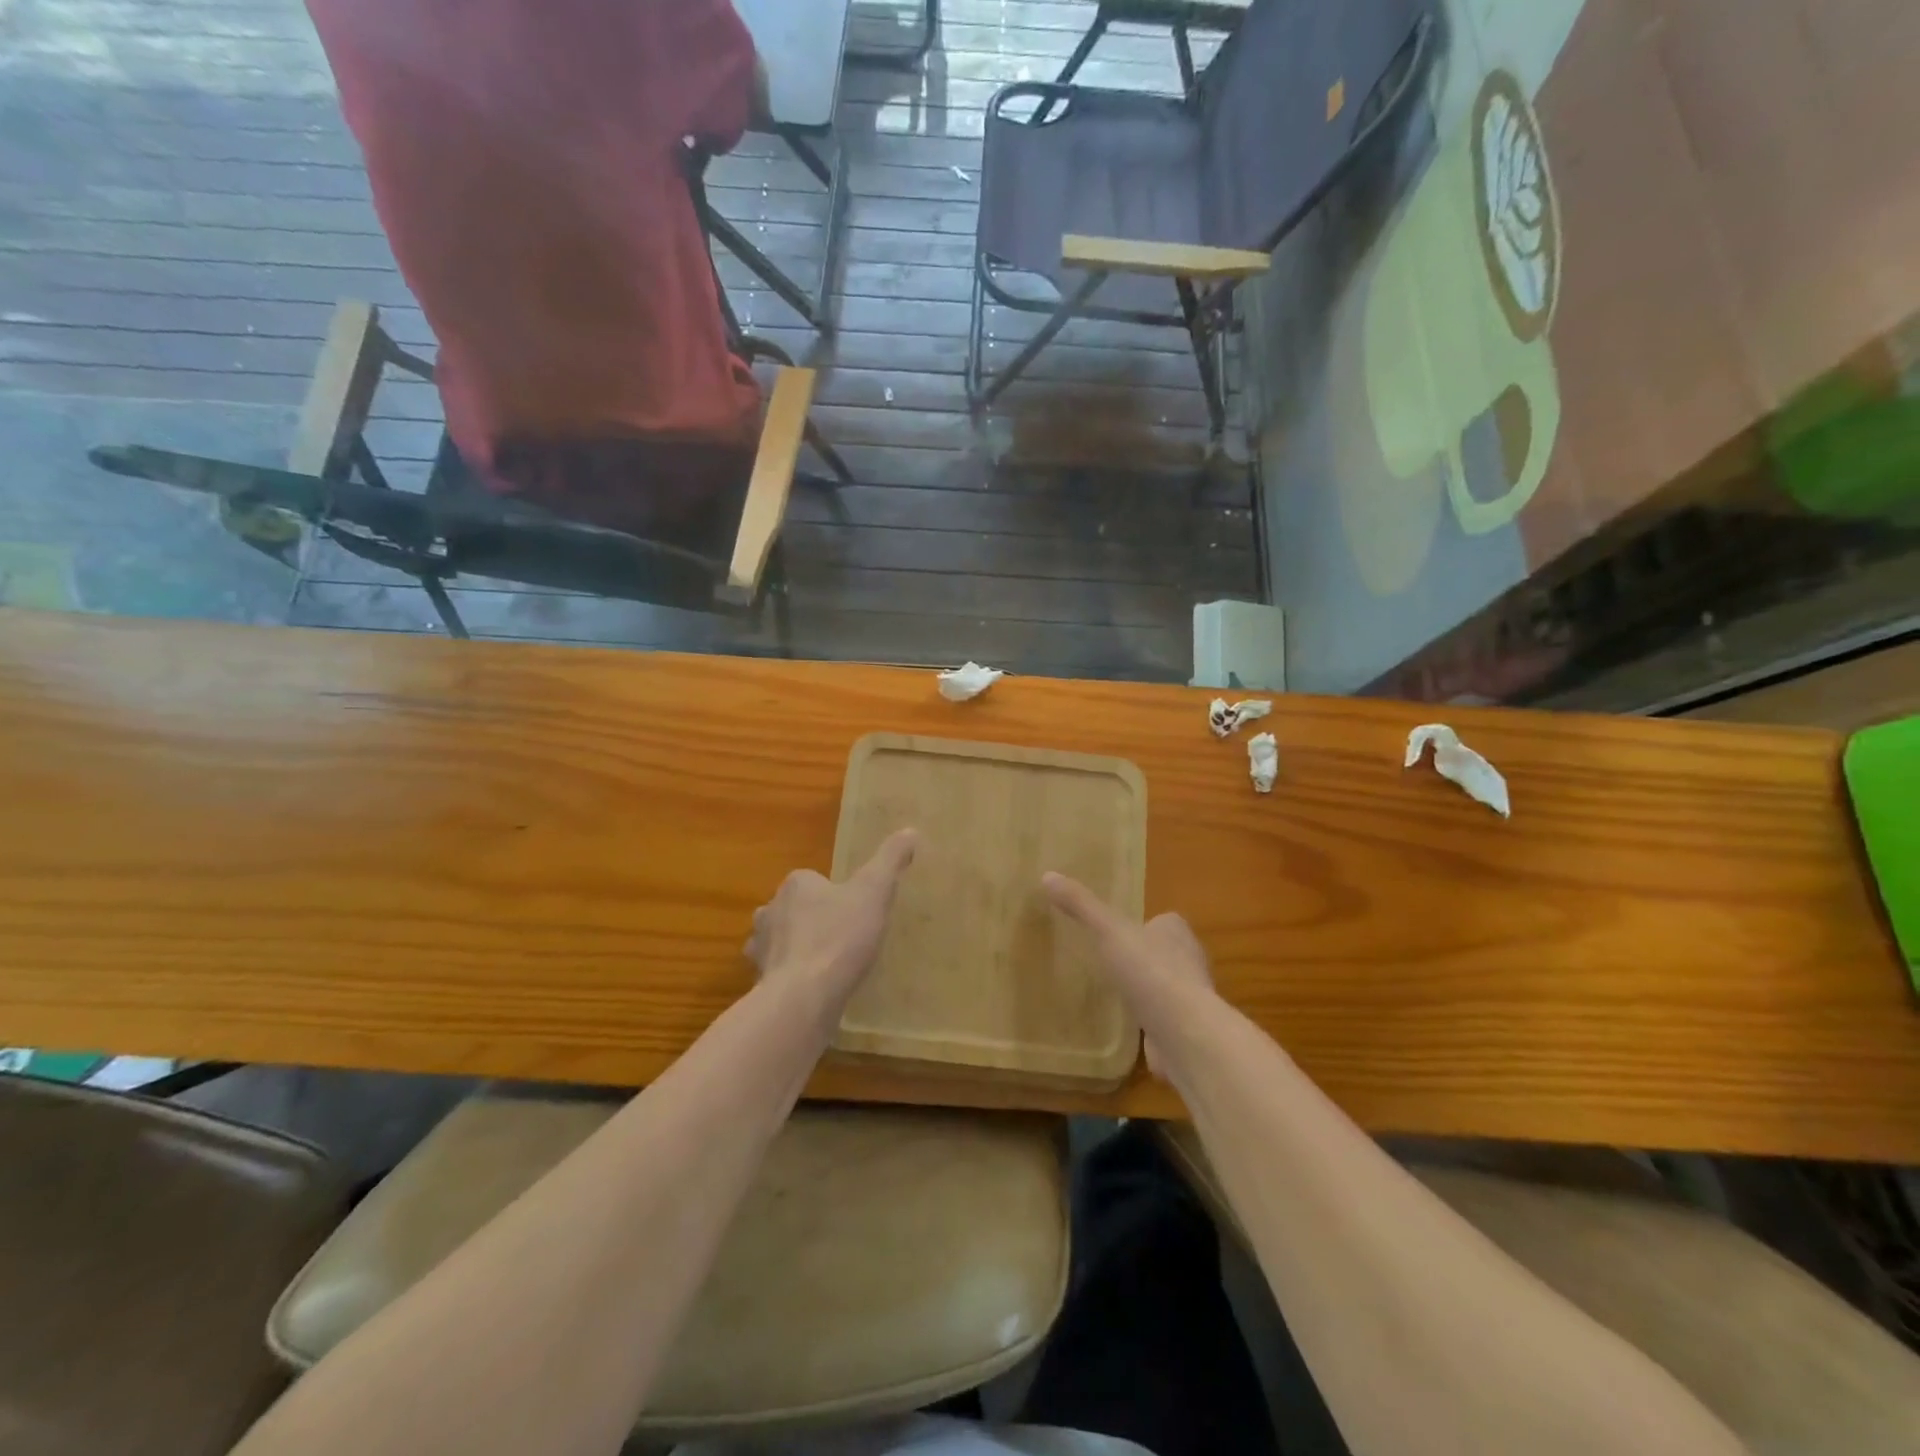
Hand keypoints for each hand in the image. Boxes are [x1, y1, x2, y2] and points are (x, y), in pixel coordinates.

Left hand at [746, 830, 919, 1005]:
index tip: (854, 910)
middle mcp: (770, 910)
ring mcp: (762, 948)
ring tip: (828, 964)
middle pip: (793, 909)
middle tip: (844, 937)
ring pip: (780, 940)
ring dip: (798, 948)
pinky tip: (815, 989)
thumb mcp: (874, 892)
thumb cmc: (840, 937)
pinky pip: (778, 973)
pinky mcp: (761, 981)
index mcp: (796, 885)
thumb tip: (909, 831)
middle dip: (811, 919)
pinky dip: (792, 977)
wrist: (803, 997)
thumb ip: (890, 860)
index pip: (812, 880)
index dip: (833, 893)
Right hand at [1042, 872, 1213, 1078]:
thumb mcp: (1108, 930)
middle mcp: (1190, 961)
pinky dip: (1149, 1022)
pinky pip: (1164, 1019)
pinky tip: (1128, 1027)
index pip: (1165, 921)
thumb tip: (1048, 875)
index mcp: (1177, 932)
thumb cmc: (1150, 970)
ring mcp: (1190, 998)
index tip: (1118, 932)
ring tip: (1116, 992)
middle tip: (1113, 961)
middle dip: (1144, 957)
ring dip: (1147, 989)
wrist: (1183, 1032)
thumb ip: (1081, 905)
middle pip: (1166, 952)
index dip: (1145, 924)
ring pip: (1166, 986)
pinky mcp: (1185, 1030)